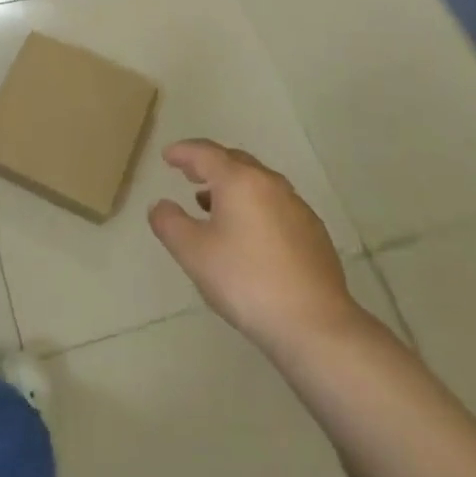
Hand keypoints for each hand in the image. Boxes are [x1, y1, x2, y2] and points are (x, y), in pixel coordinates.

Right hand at [149, 140, 370, 355]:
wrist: (314, 324)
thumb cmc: (246, 281)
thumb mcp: (193, 253)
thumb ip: (169, 223)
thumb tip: (161, 205)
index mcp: (239, 180)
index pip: (205, 153)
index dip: (183, 152)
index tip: (167, 155)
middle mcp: (270, 183)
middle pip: (234, 161)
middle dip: (209, 164)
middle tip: (188, 174)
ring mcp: (296, 207)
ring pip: (257, 183)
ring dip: (231, 186)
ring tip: (211, 204)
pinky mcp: (313, 232)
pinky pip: (275, 204)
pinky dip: (253, 205)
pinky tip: (248, 233)